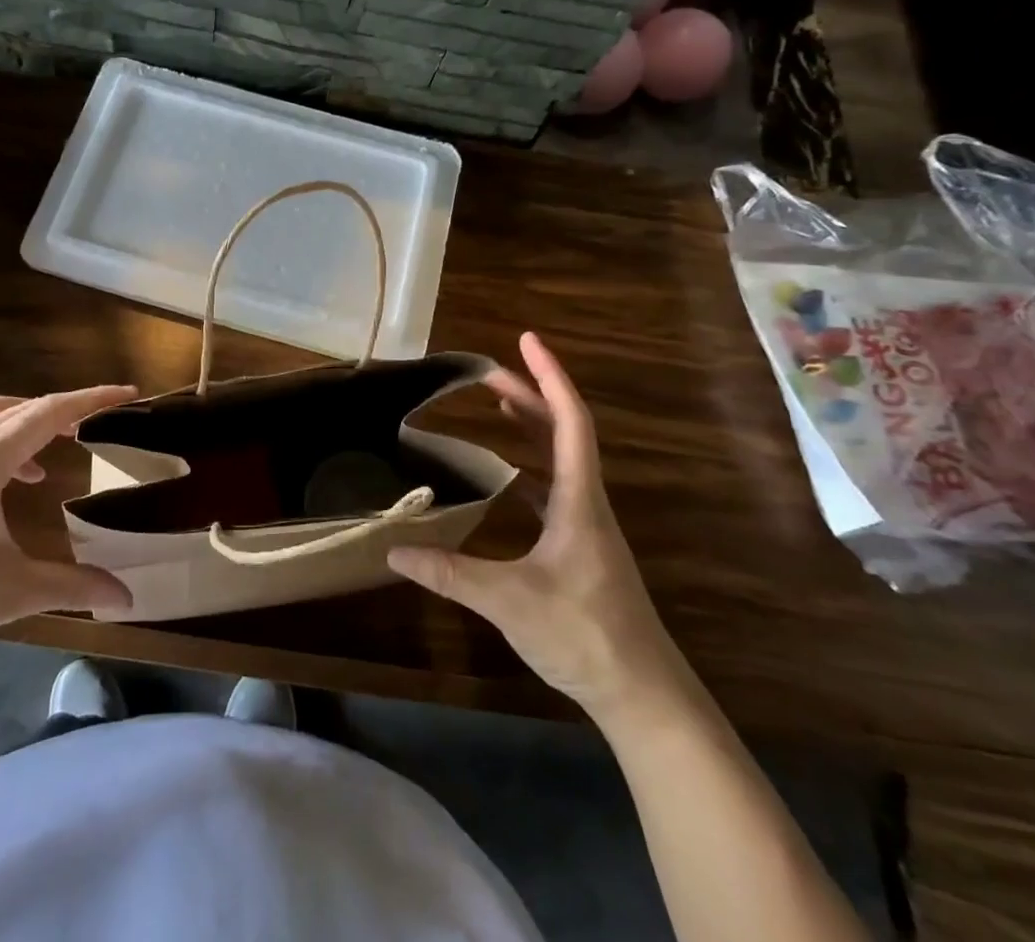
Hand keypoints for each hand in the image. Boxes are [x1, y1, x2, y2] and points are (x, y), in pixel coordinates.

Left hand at [0, 386, 135, 668]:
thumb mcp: (12, 591)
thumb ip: (73, 586)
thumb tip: (126, 598)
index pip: (49, 413)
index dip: (92, 399)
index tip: (128, 394)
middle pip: (24, 407)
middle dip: (67, 406)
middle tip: (103, 418)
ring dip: (33, 420)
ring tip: (63, 442)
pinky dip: (9, 443)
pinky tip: (19, 482)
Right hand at [388, 333, 686, 725]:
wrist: (641, 694)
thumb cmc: (584, 634)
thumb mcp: (509, 601)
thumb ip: (450, 573)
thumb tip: (393, 550)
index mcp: (578, 500)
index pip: (569, 421)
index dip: (549, 377)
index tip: (527, 341)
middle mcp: (586, 502)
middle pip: (563, 431)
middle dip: (530, 395)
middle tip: (490, 373)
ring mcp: (586, 525)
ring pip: (561, 459)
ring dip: (533, 427)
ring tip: (500, 406)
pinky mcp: (580, 547)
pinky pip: (554, 488)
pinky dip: (531, 467)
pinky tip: (507, 475)